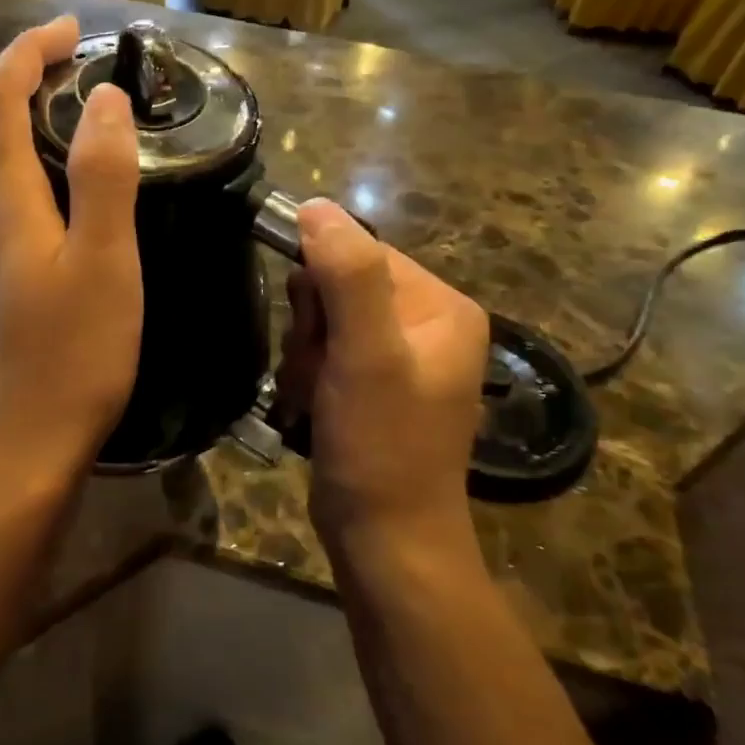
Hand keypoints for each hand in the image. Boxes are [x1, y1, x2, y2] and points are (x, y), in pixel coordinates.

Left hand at [0, 16, 142, 491]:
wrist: (24, 441)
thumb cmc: (75, 351)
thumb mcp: (105, 259)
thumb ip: (104, 175)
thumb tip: (105, 101)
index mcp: (1, 201)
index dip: (27, 52)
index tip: (71, 31)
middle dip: (17, 80)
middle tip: (70, 68)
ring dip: (9, 125)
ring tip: (58, 117)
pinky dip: (8, 170)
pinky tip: (40, 194)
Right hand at [276, 200, 491, 537]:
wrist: (385, 540)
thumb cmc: (381, 445)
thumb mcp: (365, 355)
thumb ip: (346, 275)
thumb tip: (315, 205)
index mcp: (441, 306)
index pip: (361, 254)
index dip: (321, 287)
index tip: (315, 333)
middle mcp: (425, 324)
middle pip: (338, 287)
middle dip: (312, 328)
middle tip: (319, 371)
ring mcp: (398, 358)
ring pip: (323, 322)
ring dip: (304, 356)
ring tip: (313, 396)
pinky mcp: (373, 386)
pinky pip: (325, 354)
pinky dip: (307, 377)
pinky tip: (310, 408)